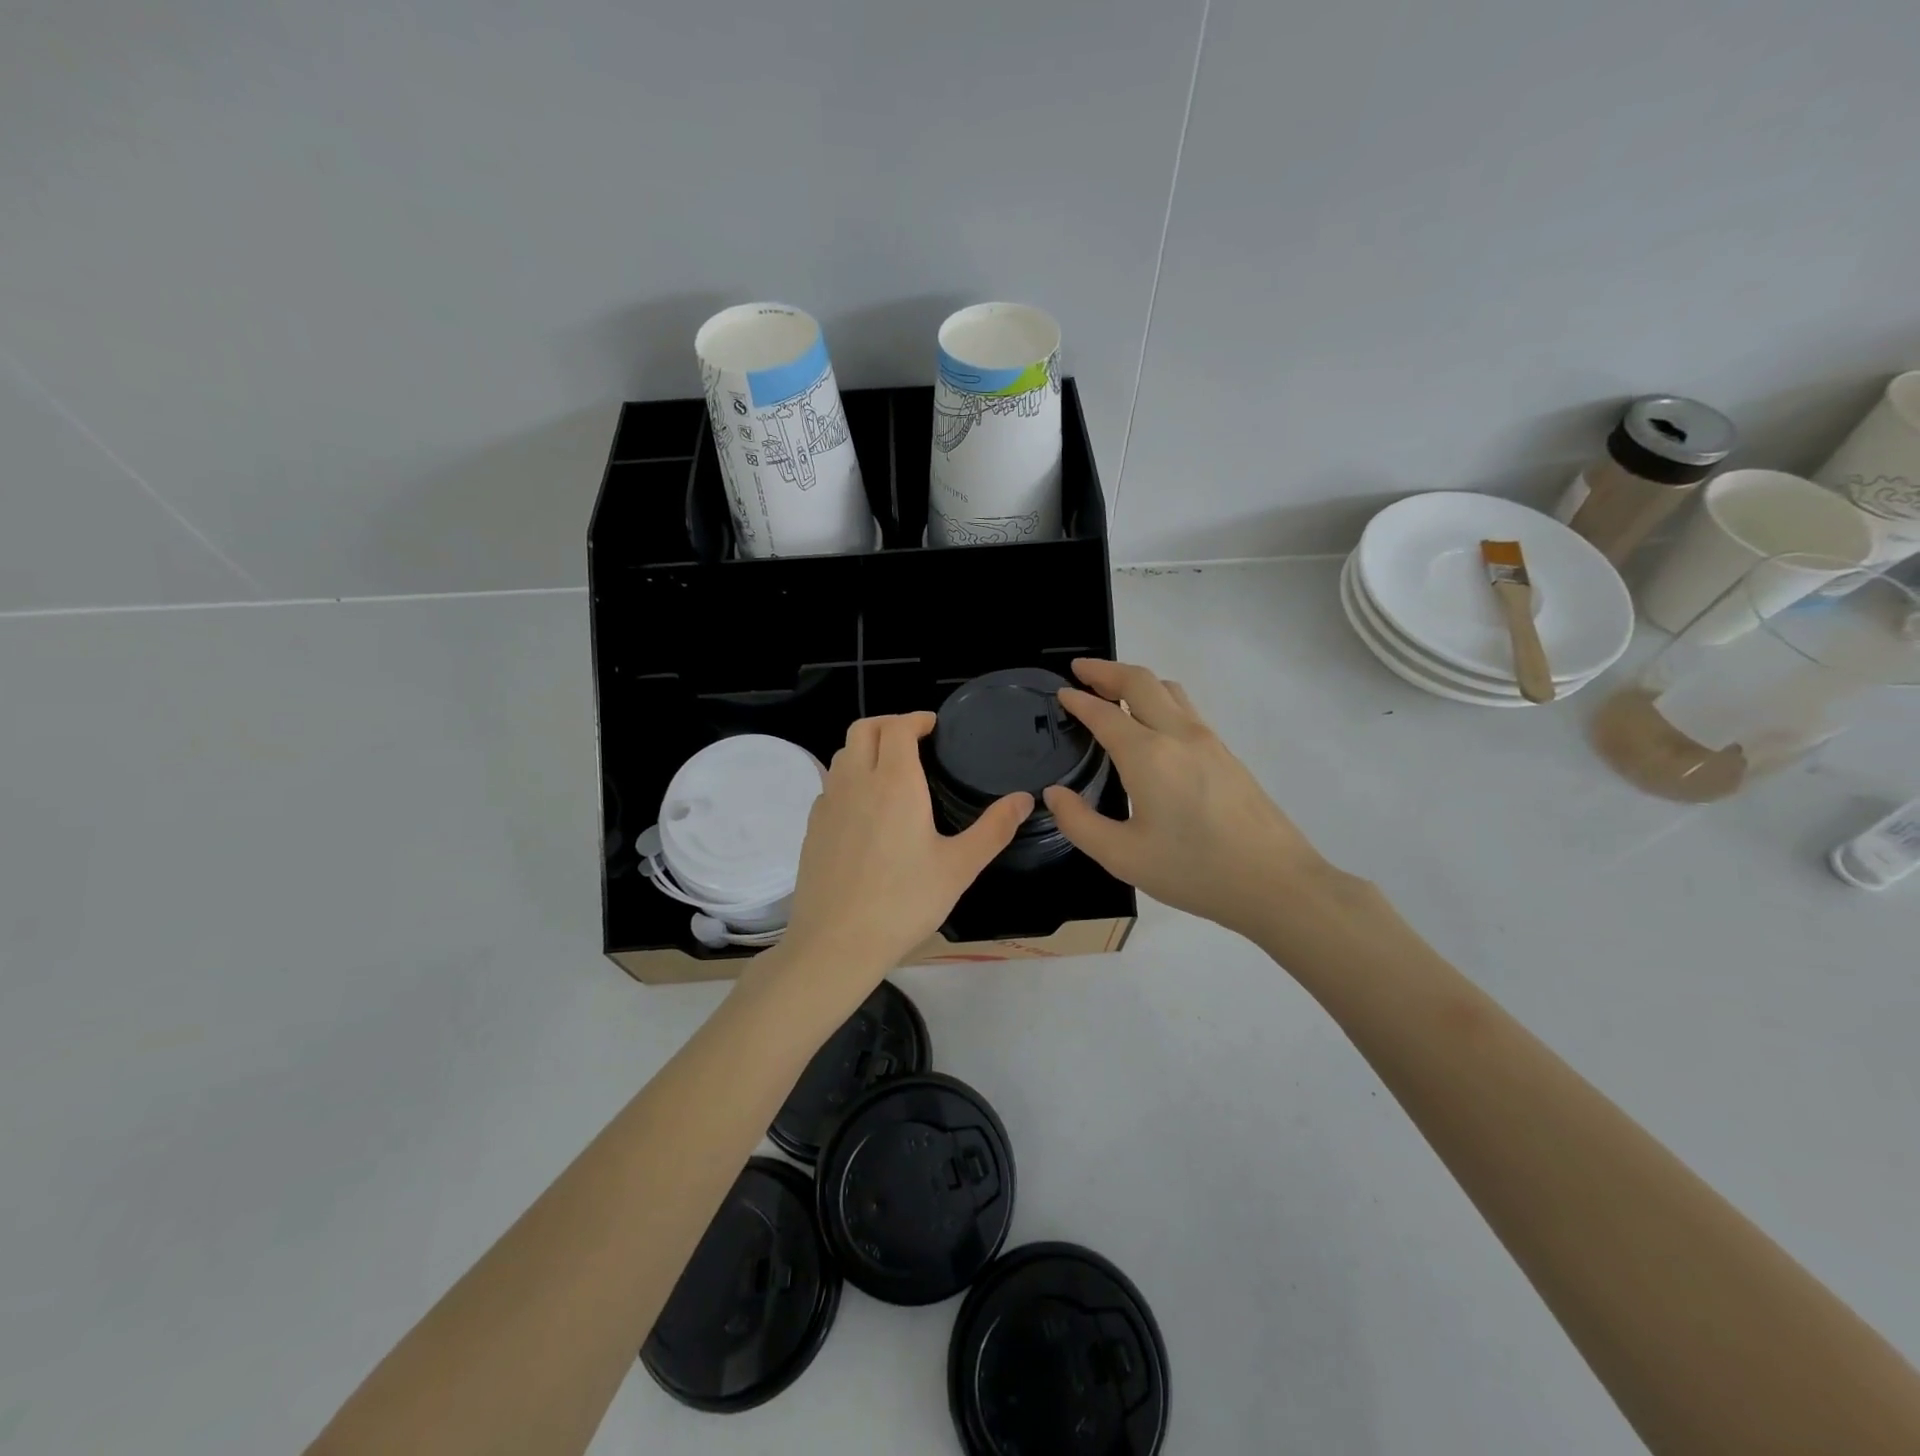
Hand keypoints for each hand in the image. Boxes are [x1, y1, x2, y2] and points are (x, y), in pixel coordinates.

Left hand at [767, 713, 1030, 1010]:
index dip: (916, 719)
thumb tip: (1024, 799)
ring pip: (843, 754)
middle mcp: (856, 782)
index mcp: (894, 782)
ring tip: (892, 770)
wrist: (836, 943)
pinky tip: (866, 809)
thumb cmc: (904, 902)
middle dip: (889, 723)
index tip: (934, 727)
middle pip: (863, 729)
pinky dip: (850, 778)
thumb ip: (994, 829)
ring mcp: (828, 803)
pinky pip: (831, 785)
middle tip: (914, 740)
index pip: (897, 726)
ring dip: (867, 748)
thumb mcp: (959, 867)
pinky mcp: (812, 827)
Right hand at [1043, 660, 1360, 942]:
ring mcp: (1208, 741)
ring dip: (1136, 681)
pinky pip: (1186, 709)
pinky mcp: (1226, 754)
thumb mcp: (1123, 857)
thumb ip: (1079, 823)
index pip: (1104, 713)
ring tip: (1113, 691)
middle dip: (1106, 670)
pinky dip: (1159, 699)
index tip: (1060, 693)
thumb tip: (1055, 794)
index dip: (1078, 700)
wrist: (1276, 882)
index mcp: (1148, 756)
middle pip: (1140, 681)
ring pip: (1169, 690)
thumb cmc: (1195, 871)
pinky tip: (1152, 725)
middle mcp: (1179, 735)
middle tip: (1080, 671)